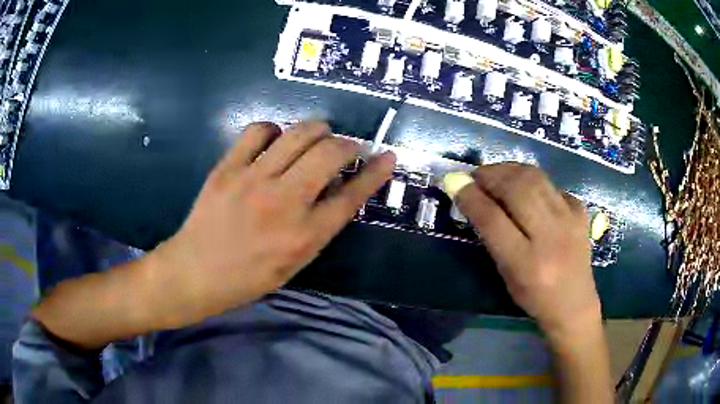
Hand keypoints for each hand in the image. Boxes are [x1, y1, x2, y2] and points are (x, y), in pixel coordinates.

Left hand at [149, 121, 395, 326]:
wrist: (196, 272)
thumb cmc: (249, 276)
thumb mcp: (295, 262)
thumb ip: (320, 225)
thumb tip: (339, 188)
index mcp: (305, 236)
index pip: (352, 195)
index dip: (376, 172)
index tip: (388, 156)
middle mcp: (284, 203)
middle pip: (330, 154)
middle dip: (348, 144)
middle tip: (347, 148)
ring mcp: (252, 180)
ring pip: (298, 134)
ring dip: (317, 129)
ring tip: (318, 135)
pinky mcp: (227, 168)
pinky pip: (258, 131)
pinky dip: (274, 130)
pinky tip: (275, 140)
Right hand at [454, 164, 599, 337]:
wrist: (574, 304)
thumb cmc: (534, 297)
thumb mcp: (506, 275)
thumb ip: (491, 236)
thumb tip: (470, 197)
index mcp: (526, 264)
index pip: (493, 220)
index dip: (471, 197)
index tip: (455, 183)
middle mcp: (550, 238)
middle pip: (517, 189)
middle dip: (491, 175)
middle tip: (477, 176)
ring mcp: (570, 221)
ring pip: (536, 178)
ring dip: (510, 170)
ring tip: (497, 174)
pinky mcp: (580, 212)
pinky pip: (552, 185)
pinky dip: (534, 181)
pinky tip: (527, 190)